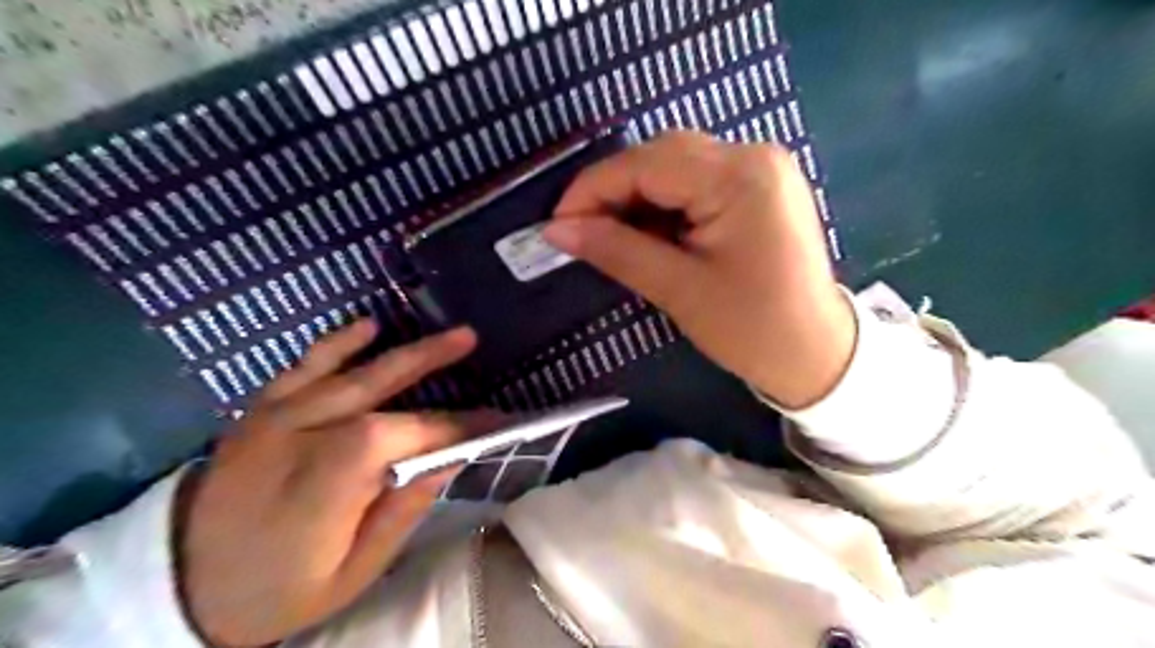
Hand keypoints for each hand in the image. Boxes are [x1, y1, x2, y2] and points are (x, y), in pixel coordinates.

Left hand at [175, 322, 478, 643]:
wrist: (178, 584)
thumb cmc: (277, 589)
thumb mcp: (351, 573)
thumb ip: (402, 512)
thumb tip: (449, 461)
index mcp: (327, 483)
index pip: (407, 436)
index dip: (454, 425)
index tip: (493, 421)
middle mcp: (302, 436)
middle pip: (380, 390)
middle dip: (433, 362)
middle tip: (473, 341)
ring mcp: (276, 417)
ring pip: (350, 372)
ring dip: (404, 350)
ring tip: (447, 334)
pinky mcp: (260, 410)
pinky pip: (303, 367)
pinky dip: (337, 344)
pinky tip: (368, 326)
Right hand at [548, 129, 851, 407]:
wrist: (817, 353)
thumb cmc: (752, 329)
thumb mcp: (678, 289)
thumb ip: (616, 250)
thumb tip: (557, 230)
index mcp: (739, 177)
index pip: (645, 164)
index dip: (592, 189)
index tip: (558, 225)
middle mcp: (754, 155)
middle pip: (661, 156)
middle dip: (614, 191)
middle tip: (583, 232)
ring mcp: (762, 167)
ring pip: (678, 165)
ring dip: (639, 196)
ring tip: (614, 236)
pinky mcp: (761, 186)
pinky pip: (699, 180)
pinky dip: (666, 202)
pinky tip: (651, 232)